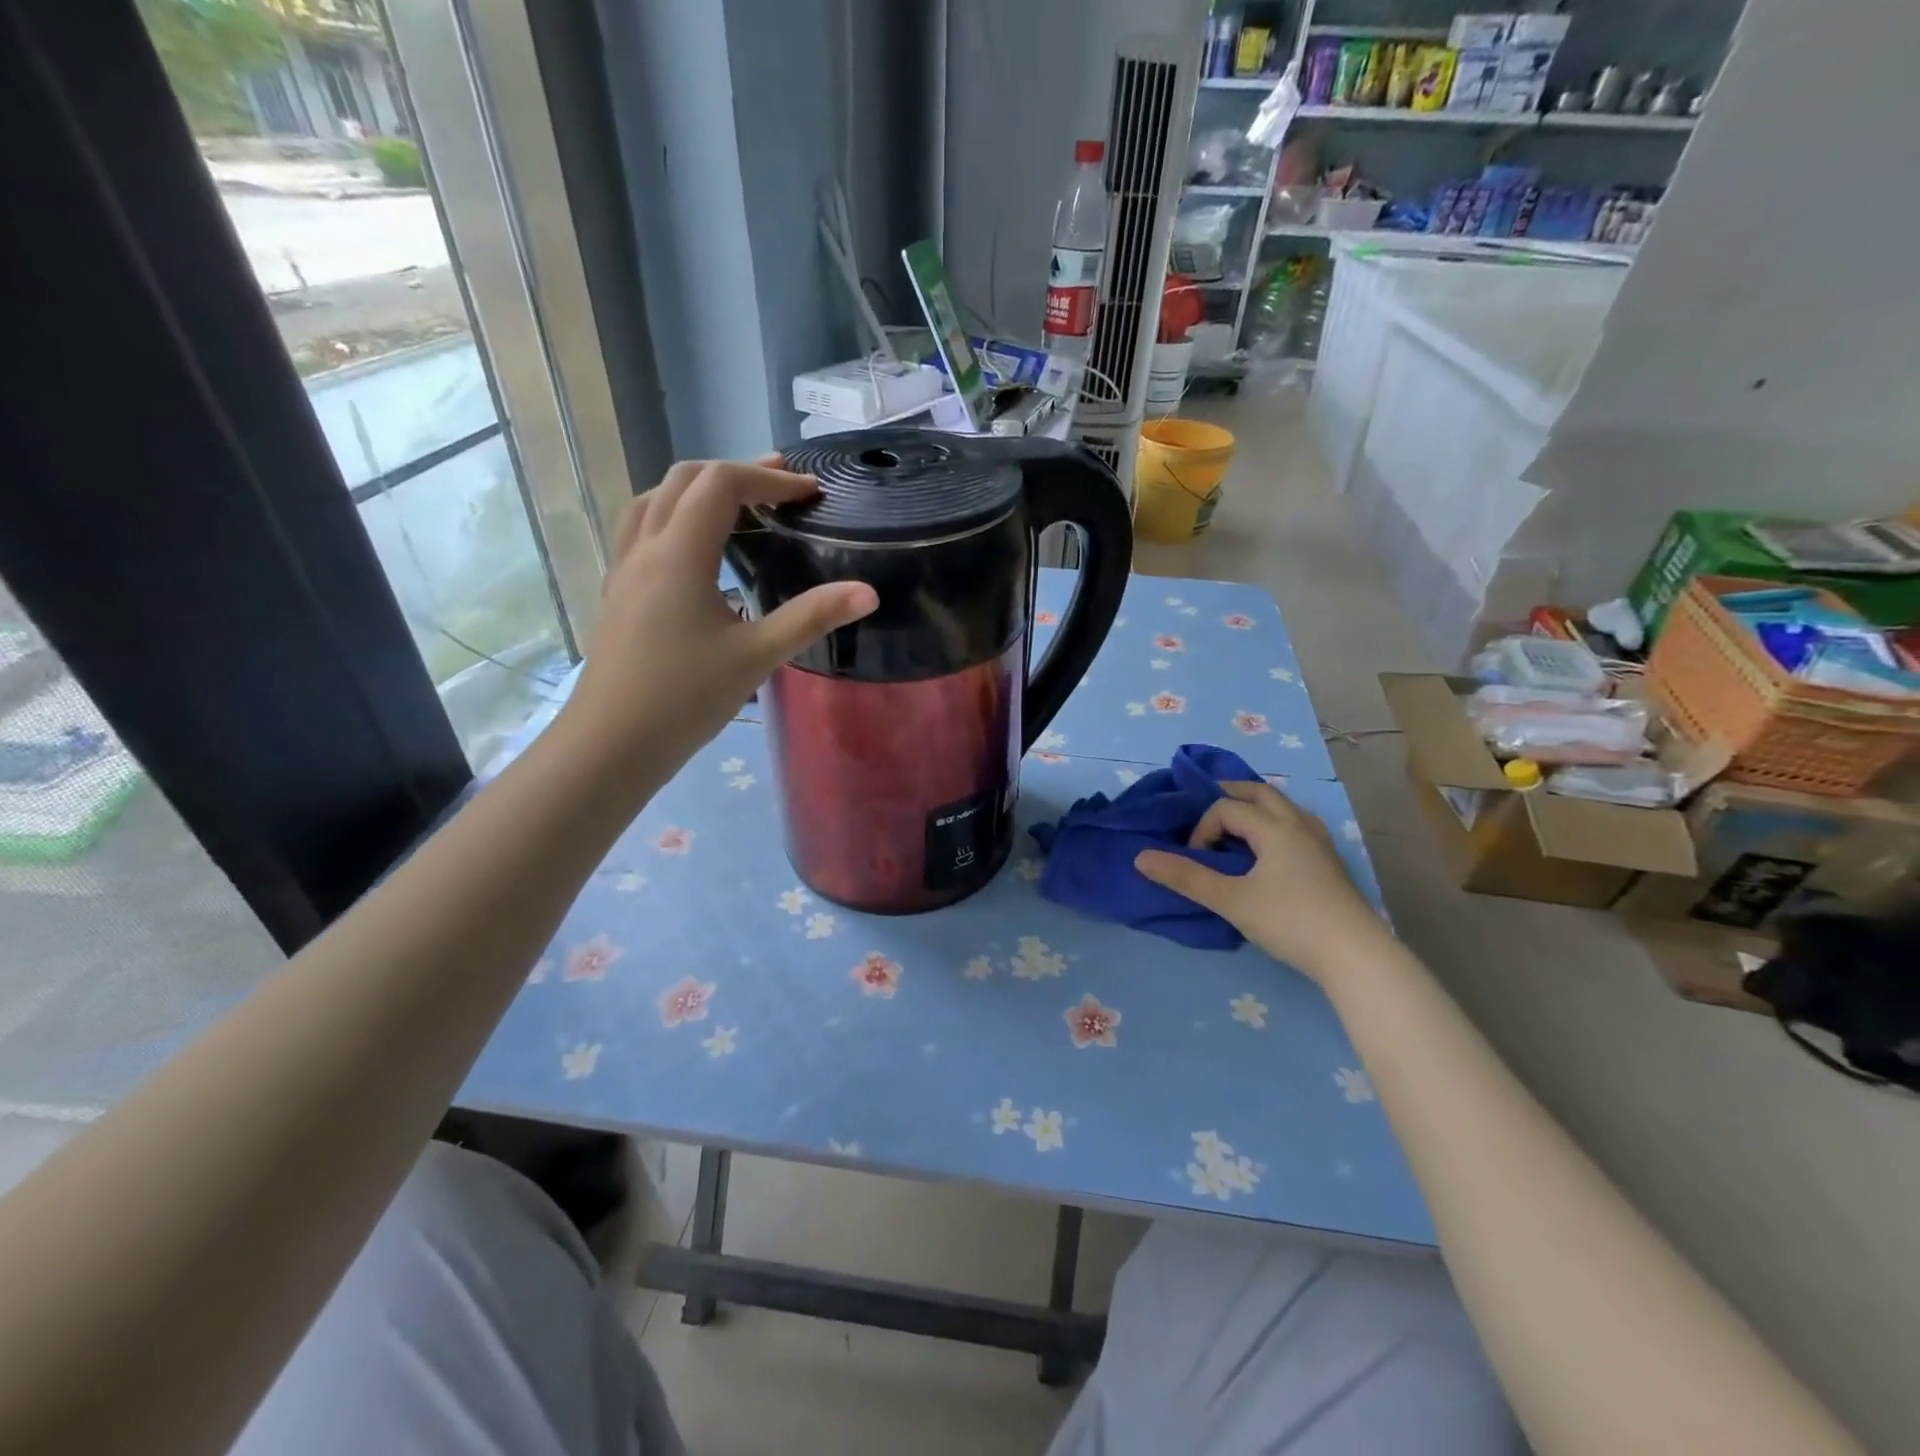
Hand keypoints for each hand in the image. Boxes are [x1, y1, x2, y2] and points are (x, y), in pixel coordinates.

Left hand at [559, 457, 876, 781]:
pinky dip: (676, 517)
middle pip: (684, 479)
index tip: (810, 493)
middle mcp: (646, 548)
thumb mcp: (757, 657)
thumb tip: (868, 592)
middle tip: (783, 488)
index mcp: (680, 554)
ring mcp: (624, 569)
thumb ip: (812, 617)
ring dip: (700, 490)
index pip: (720, 484)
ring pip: (655, 500)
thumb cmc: (686, 698)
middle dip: (736, 474)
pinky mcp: (619, 593)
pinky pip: (643, 530)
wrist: (611, 744)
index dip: (769, 478)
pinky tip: (699, 552)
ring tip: (741, 508)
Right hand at [1134, 779, 1388, 983]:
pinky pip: (1296, 825)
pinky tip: (1269, 852)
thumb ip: (1186, 877)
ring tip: (1234, 829)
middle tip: (1203, 812)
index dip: (1202, 828)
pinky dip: (1273, 825)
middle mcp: (1299, 824)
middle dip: (1228, 795)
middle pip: (1259, 792)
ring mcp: (1320, 842)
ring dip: (1254, 809)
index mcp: (1275, 827)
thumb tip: (1141, 858)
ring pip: (1283, 807)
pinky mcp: (1329, 863)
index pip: (1226, 807)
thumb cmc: (1290, 922)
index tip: (1196, 861)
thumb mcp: (1231, 900)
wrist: (1357, 957)